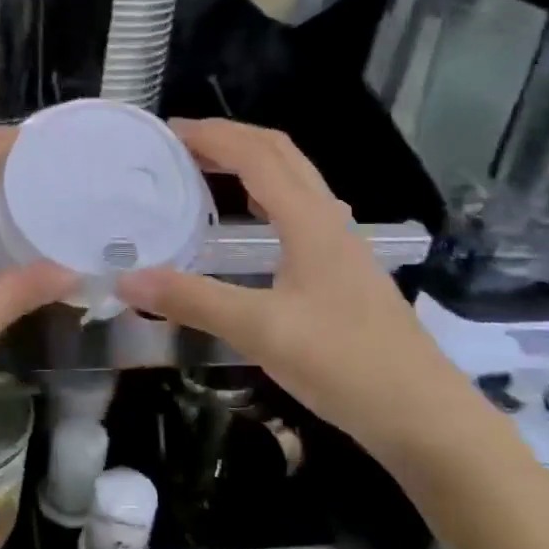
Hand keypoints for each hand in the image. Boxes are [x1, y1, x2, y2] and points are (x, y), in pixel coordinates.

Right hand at [117, 119, 476, 464]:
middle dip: (229, 138)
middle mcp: (328, 221)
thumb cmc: (345, 364)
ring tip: (201, 169)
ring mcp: (339, 245)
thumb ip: (192, 300)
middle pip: (280, 155)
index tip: (166, 132)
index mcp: (311, 222)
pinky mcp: (340, 270)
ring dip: (247, 162)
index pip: (258, 156)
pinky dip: (260, 195)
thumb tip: (125, 280)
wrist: (422, 415)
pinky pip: (295, 210)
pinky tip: (242, 221)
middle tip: (178, 144)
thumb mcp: (261, 331)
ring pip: (292, 180)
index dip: (212, 135)